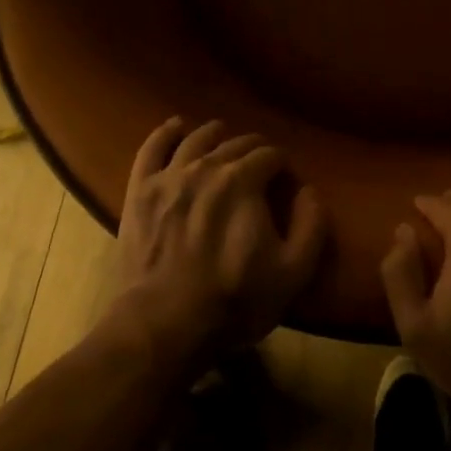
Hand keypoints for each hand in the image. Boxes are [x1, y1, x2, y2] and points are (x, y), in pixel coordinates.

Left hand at [111, 117, 324, 367]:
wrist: (164, 323)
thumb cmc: (234, 300)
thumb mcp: (292, 272)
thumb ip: (310, 226)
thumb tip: (309, 191)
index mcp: (244, 180)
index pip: (269, 154)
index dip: (280, 163)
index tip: (284, 176)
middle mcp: (206, 166)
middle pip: (234, 144)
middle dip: (252, 148)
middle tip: (258, 161)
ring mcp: (169, 176)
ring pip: (195, 139)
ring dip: (213, 134)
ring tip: (221, 134)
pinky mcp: (140, 190)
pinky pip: (152, 149)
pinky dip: (165, 133)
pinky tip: (175, 126)